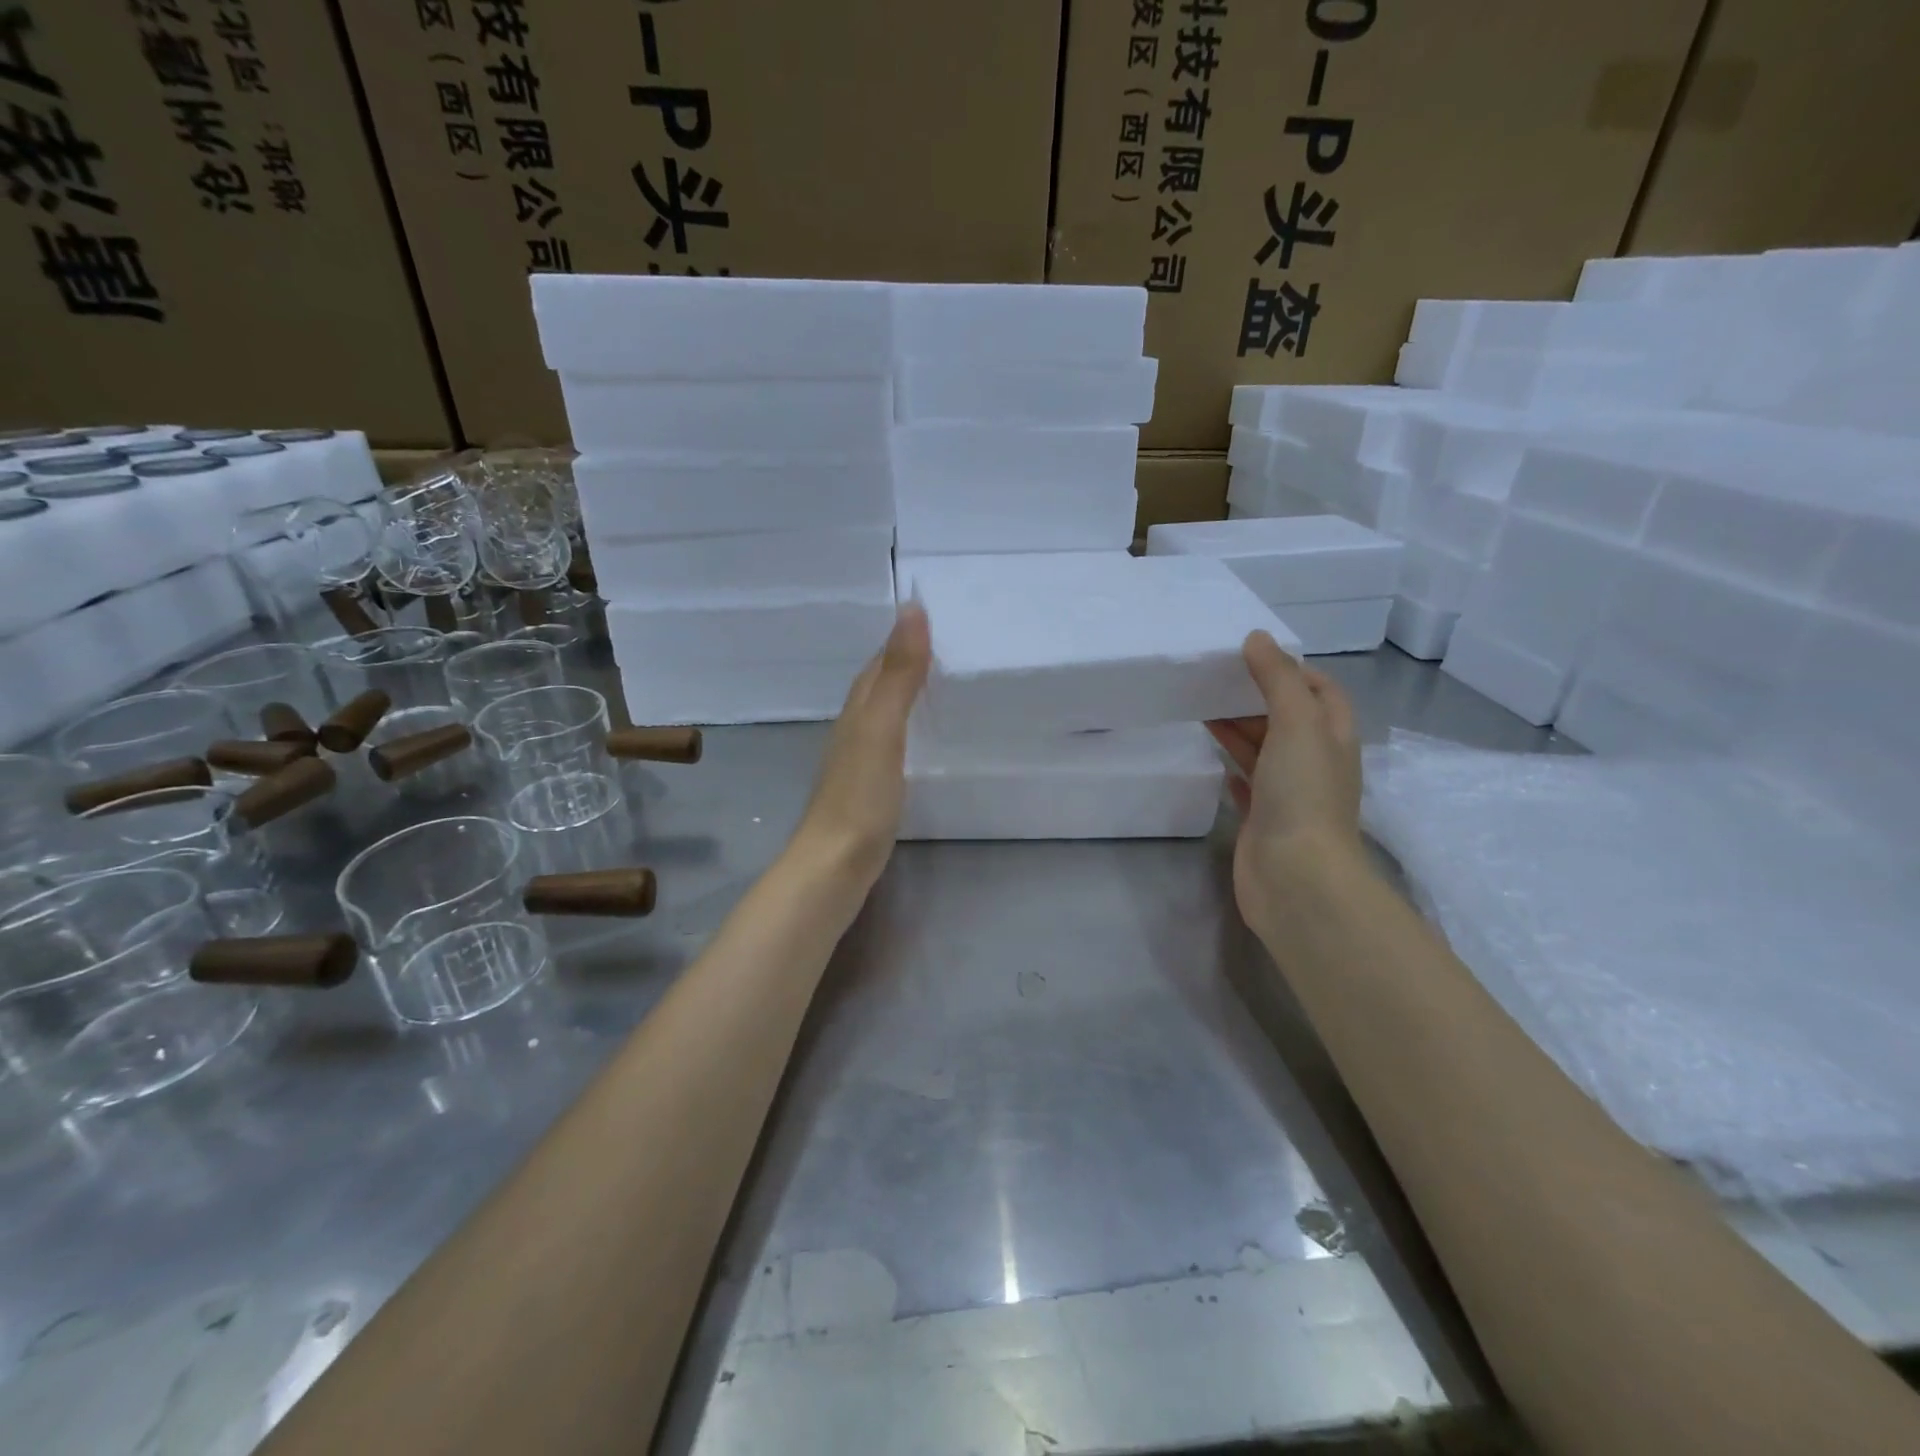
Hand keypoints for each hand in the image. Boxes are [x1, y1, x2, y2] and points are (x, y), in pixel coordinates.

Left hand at [789, 603, 930, 890]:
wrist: (835, 864)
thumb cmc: (860, 796)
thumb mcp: (883, 728)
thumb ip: (899, 674)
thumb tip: (910, 609)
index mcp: (857, 710)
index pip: (879, 663)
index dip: (903, 640)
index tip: (936, 619)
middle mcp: (853, 730)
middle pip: (878, 686)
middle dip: (905, 664)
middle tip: (948, 651)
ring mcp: (858, 762)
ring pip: (883, 716)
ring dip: (906, 698)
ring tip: (942, 689)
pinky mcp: (868, 789)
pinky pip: (890, 745)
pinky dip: (907, 732)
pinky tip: (922, 743)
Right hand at [1207, 631, 1364, 930]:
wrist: (1295, 876)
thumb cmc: (1302, 793)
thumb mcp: (1296, 723)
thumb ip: (1277, 679)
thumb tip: (1257, 638)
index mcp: (1332, 737)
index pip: (1322, 692)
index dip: (1294, 670)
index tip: (1254, 657)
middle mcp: (1314, 763)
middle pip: (1287, 719)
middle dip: (1256, 698)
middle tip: (1215, 680)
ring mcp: (1288, 794)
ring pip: (1263, 750)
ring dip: (1238, 729)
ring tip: (1201, 709)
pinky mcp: (1262, 819)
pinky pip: (1246, 784)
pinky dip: (1232, 767)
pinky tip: (1214, 757)